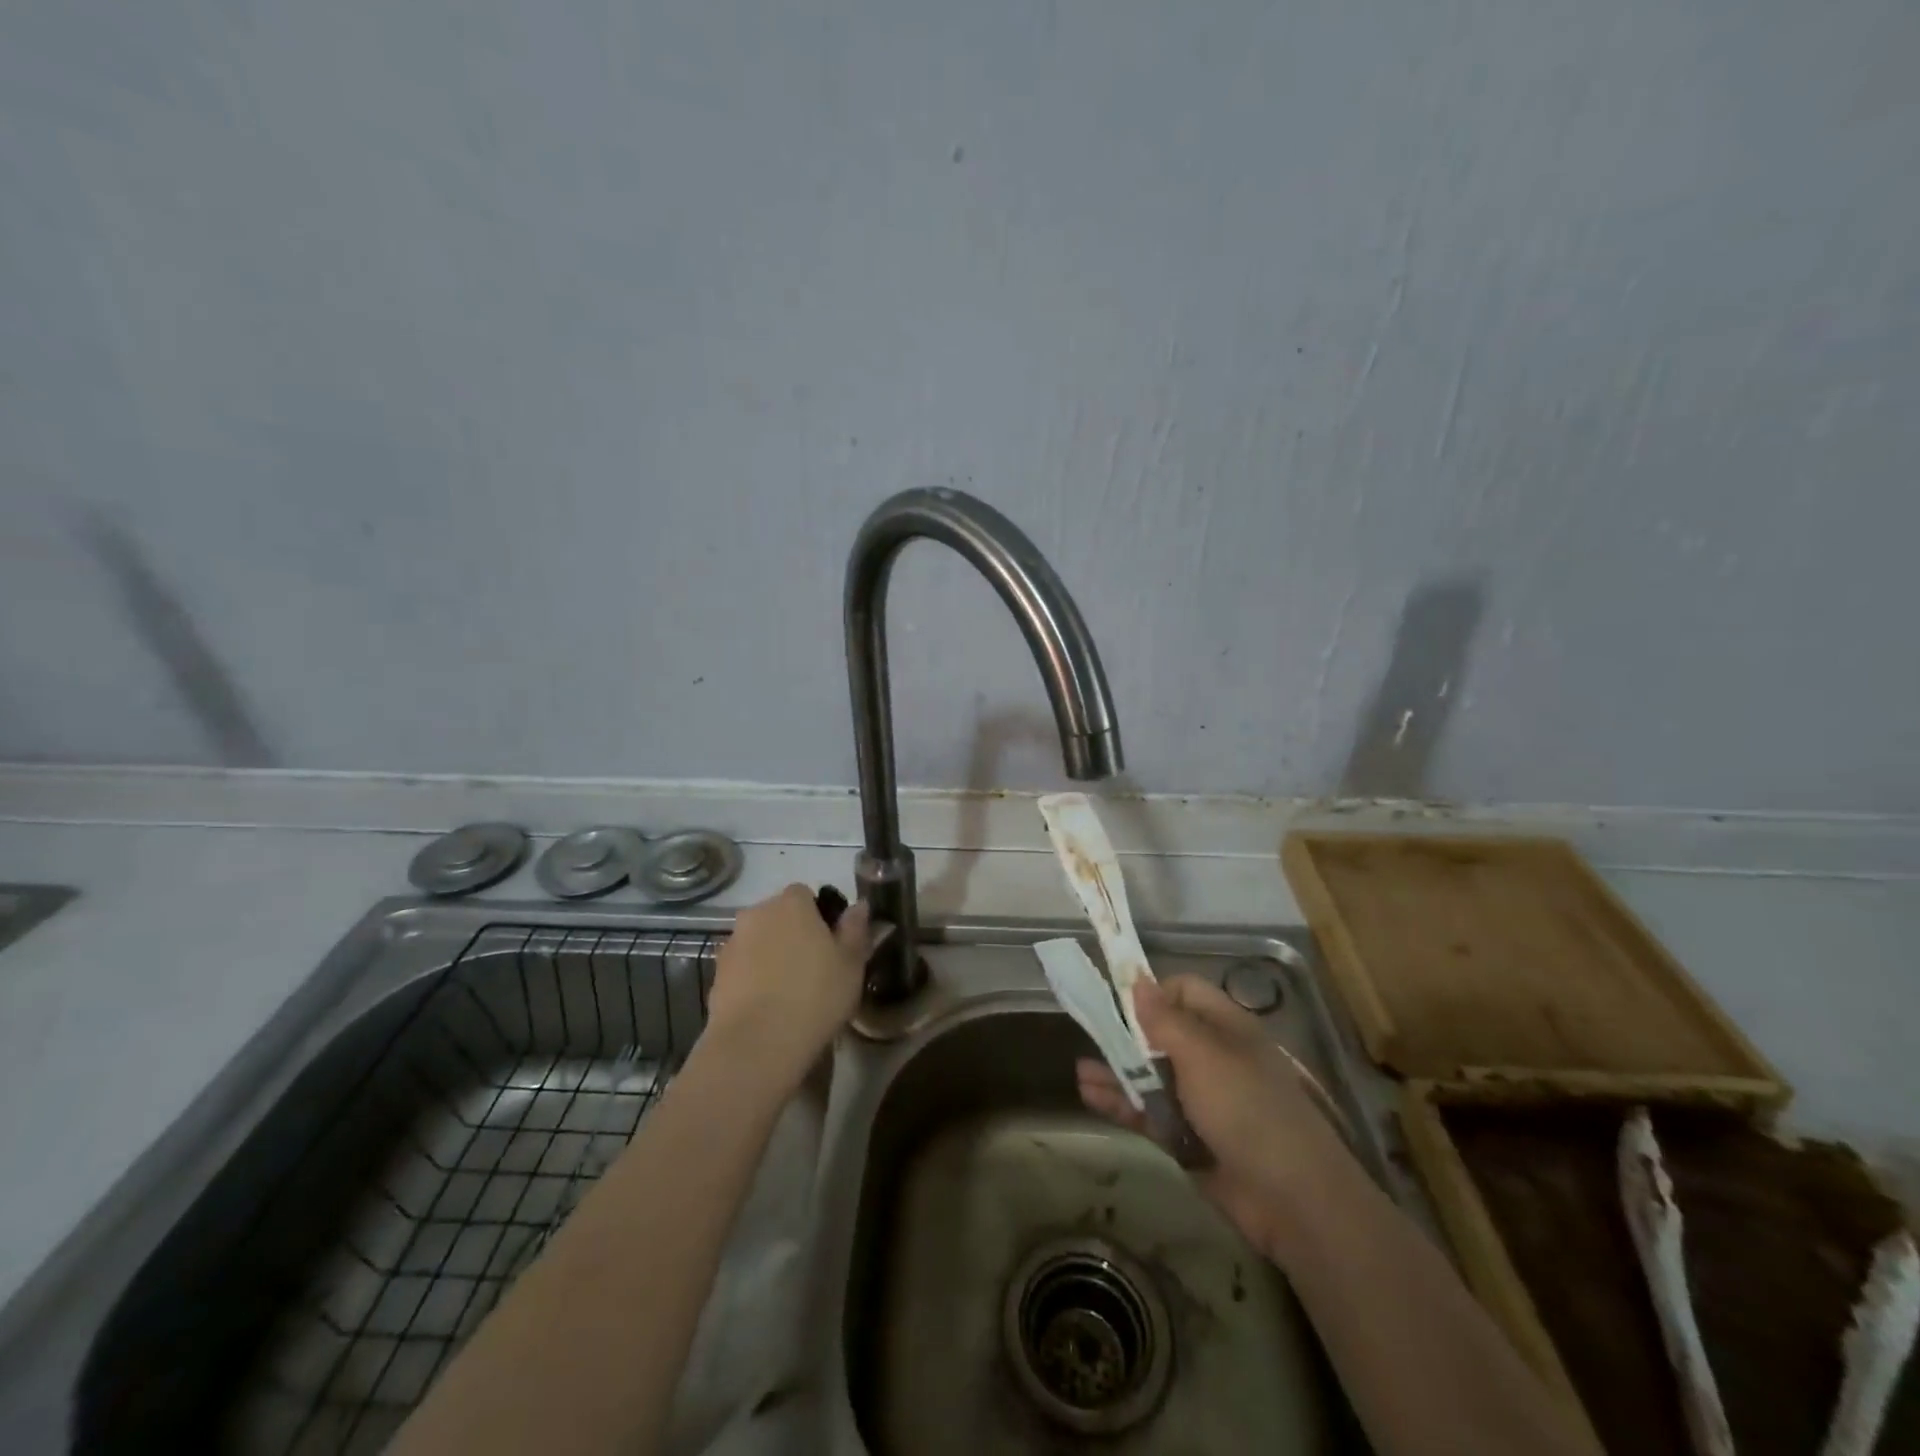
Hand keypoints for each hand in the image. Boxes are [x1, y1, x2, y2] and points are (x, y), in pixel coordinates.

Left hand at [705, 884, 872, 1094]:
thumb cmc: (815, 995)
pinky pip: (742, 968)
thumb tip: (859, 906)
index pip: (805, 894)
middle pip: (778, 916)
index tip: (831, 943)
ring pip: (758, 942)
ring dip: (771, 955)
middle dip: (793, 933)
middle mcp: (757, 914)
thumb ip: (855, 929)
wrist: (757, 1044)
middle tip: (814, 966)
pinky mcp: (716, 975)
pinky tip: (768, 1007)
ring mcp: (732, 944)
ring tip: (789, 991)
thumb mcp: (851, 963)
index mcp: (792, 904)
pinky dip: (753, 979)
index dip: (818, 915)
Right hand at [1076, 975, 1356, 1260]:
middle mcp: (1213, 1057)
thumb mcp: (1203, 1055)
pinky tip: (1090, 1097)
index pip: (1183, 992)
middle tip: (1090, 1035)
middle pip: (1162, 1035)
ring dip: (1117, 1072)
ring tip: (1080, 1072)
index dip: (1152, 994)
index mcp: (1225, 1027)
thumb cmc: (1247, 1108)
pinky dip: (1123, 1103)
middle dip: (1125, 1035)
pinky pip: (1151, 1112)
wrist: (1292, 1199)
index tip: (1119, 1004)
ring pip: (1151, 1076)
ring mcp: (1202, 1100)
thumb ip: (1164, 1019)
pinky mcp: (1191, 1137)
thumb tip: (1138, 982)